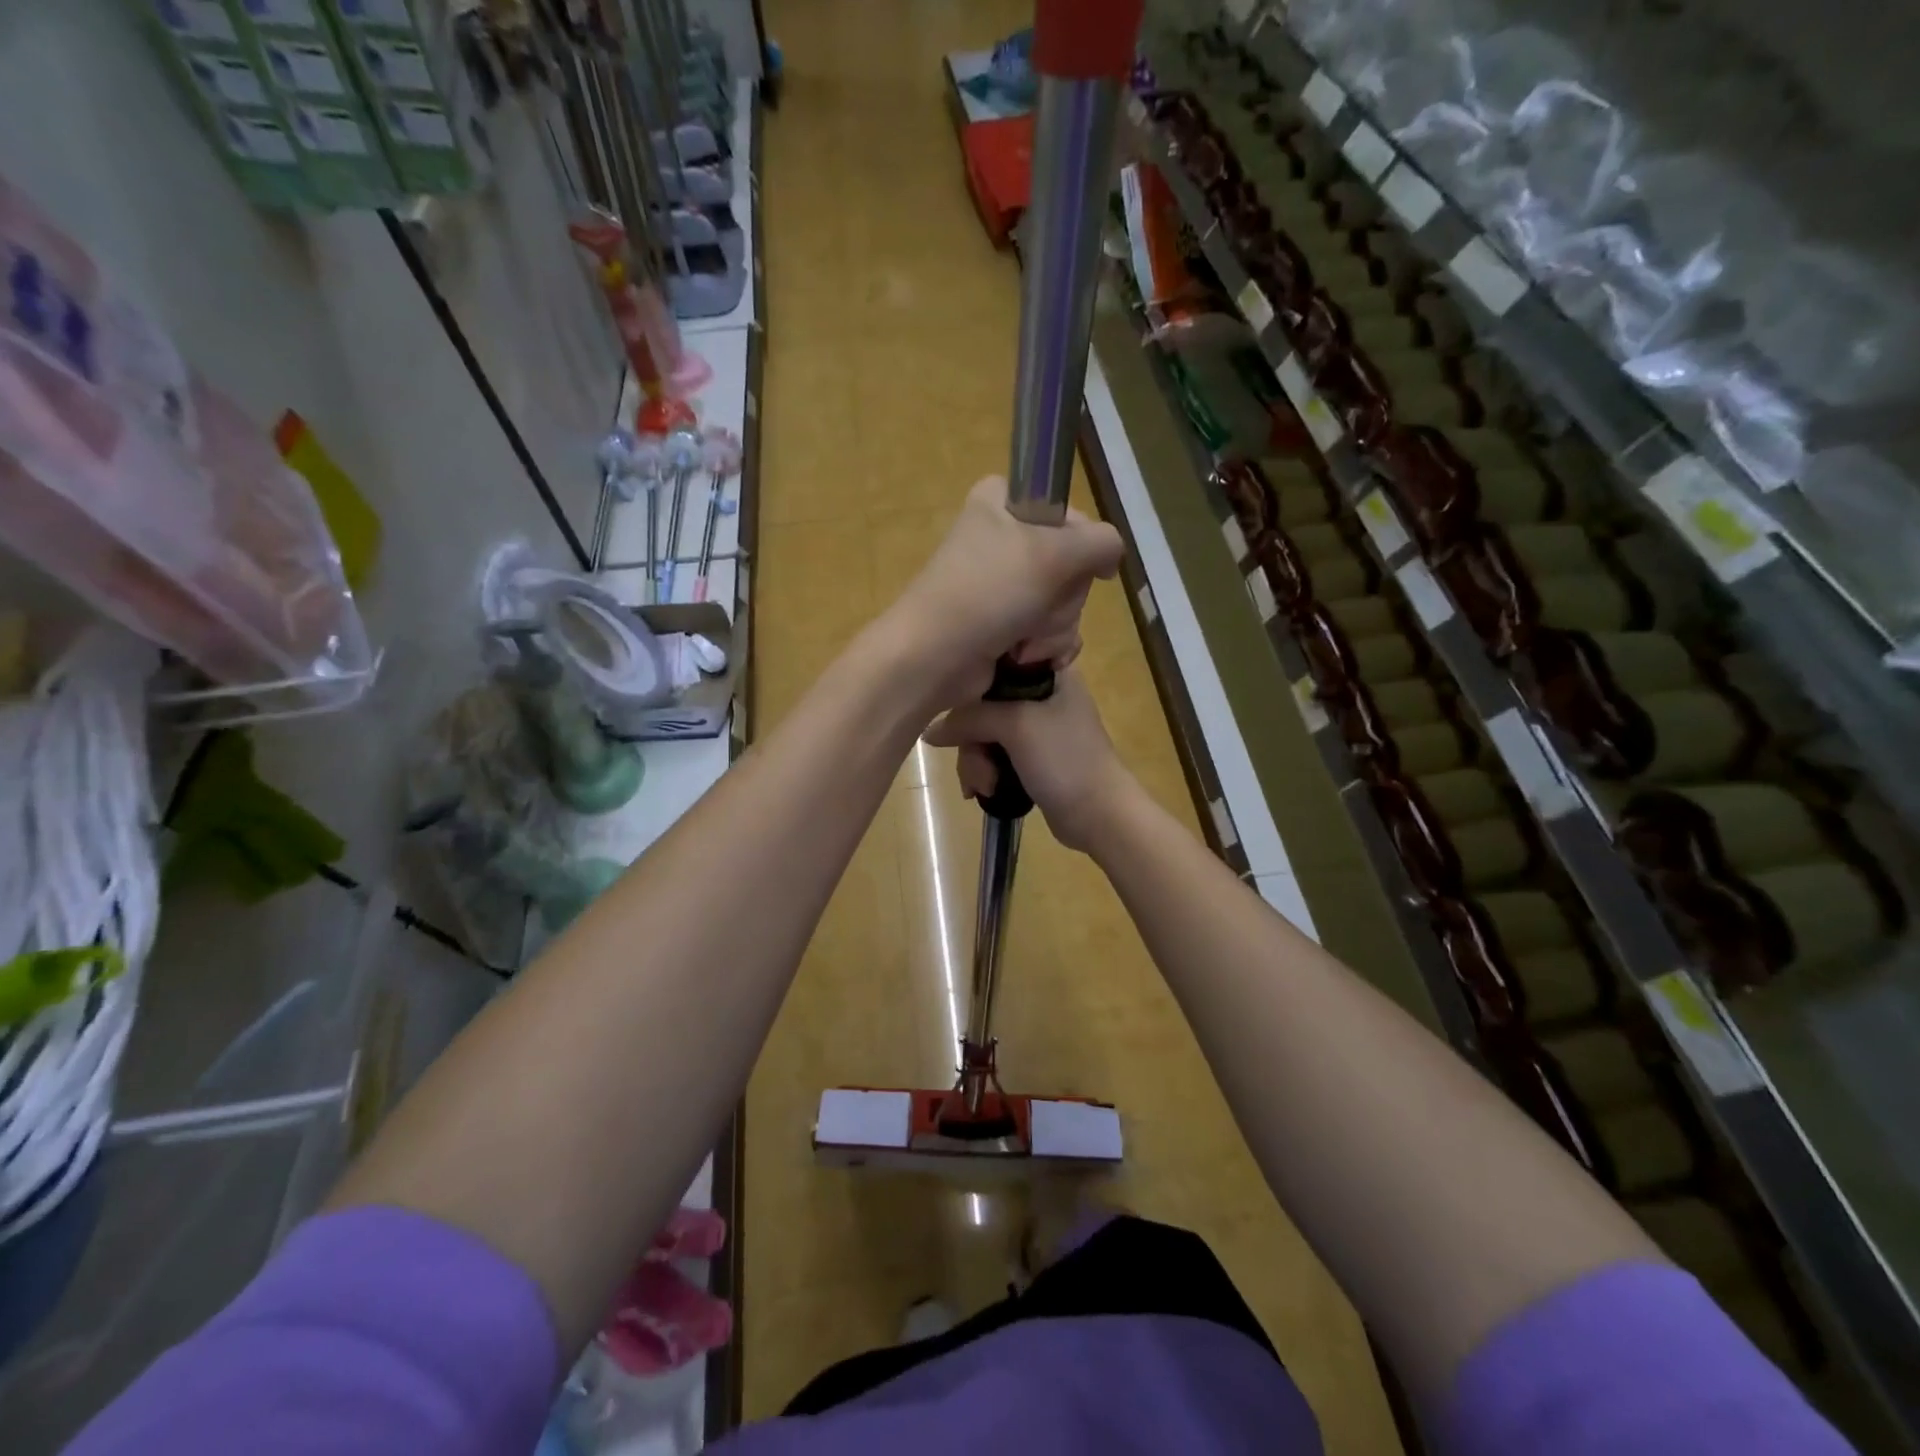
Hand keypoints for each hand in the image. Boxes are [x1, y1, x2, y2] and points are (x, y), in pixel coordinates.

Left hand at [884, 477, 1121, 709]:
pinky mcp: (1004, 624)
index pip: (1070, 514)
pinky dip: (1045, 647)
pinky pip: (1050, 631)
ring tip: (1022, 639)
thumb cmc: (988, 592)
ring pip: (1064, 603)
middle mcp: (1002, 539)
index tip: (1067, 565)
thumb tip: (1111, 557)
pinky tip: (1027, 657)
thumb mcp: (1054, 552)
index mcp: (1002, 503)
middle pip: (1071, 565)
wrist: (935, 658)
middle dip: (1061, 597)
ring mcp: (1003, 585)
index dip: (1078, 545)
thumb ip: (1102, 542)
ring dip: (1052, 628)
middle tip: (1034, 607)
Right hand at [922, 671, 1131, 851]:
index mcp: (1048, 672)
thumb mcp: (1016, 726)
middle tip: (980, 766)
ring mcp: (1036, 728)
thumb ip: (970, 718)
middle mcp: (1041, 693)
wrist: (1099, 814)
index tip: (958, 707)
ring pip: (984, 733)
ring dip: (977, 762)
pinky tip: (981, 791)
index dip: (972, 684)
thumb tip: (930, 731)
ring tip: (985, 786)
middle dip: (973, 740)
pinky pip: (993, 755)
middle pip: (984, 704)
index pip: (996, 662)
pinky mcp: (1030, 757)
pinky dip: (984, 771)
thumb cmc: (1065, 759)